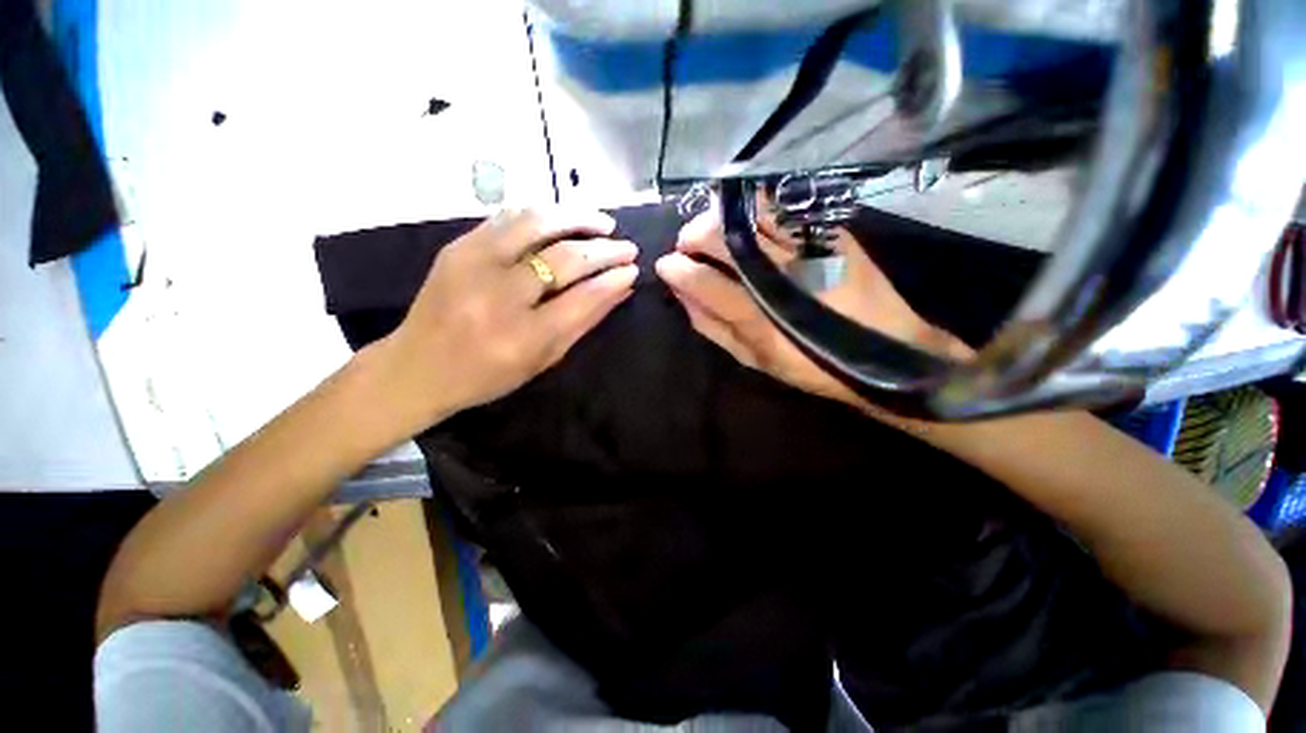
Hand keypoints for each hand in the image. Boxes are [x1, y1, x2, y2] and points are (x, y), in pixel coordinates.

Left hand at [372, 207, 638, 431]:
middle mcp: (498, 296)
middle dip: (603, 249)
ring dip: (576, 217)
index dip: (612, 279)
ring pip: (535, 222)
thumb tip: (620, 289)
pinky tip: (564, 220)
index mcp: (522, 336)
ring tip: (602, 223)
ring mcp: (473, 264)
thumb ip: (584, 322)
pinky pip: (508, 217)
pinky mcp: (457, 246)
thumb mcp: (543, 359)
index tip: (633, 269)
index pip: (582, 297)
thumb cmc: (487, 375)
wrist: (416, 367)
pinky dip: (544, 214)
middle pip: (562, 257)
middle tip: (627, 247)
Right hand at [655, 194, 966, 411]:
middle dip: (692, 235)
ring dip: (718, 217)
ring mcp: (806, 248)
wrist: (886, 347)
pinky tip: (745, 219)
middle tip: (687, 246)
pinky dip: (753, 207)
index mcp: (758, 319)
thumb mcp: (756, 360)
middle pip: (721, 238)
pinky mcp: (829, 232)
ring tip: (712, 230)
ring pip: (747, 215)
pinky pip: (781, 207)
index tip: (665, 266)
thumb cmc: (813, 363)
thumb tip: (682, 296)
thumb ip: (714, 328)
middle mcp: (778, 277)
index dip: (676, 270)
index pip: (702, 281)